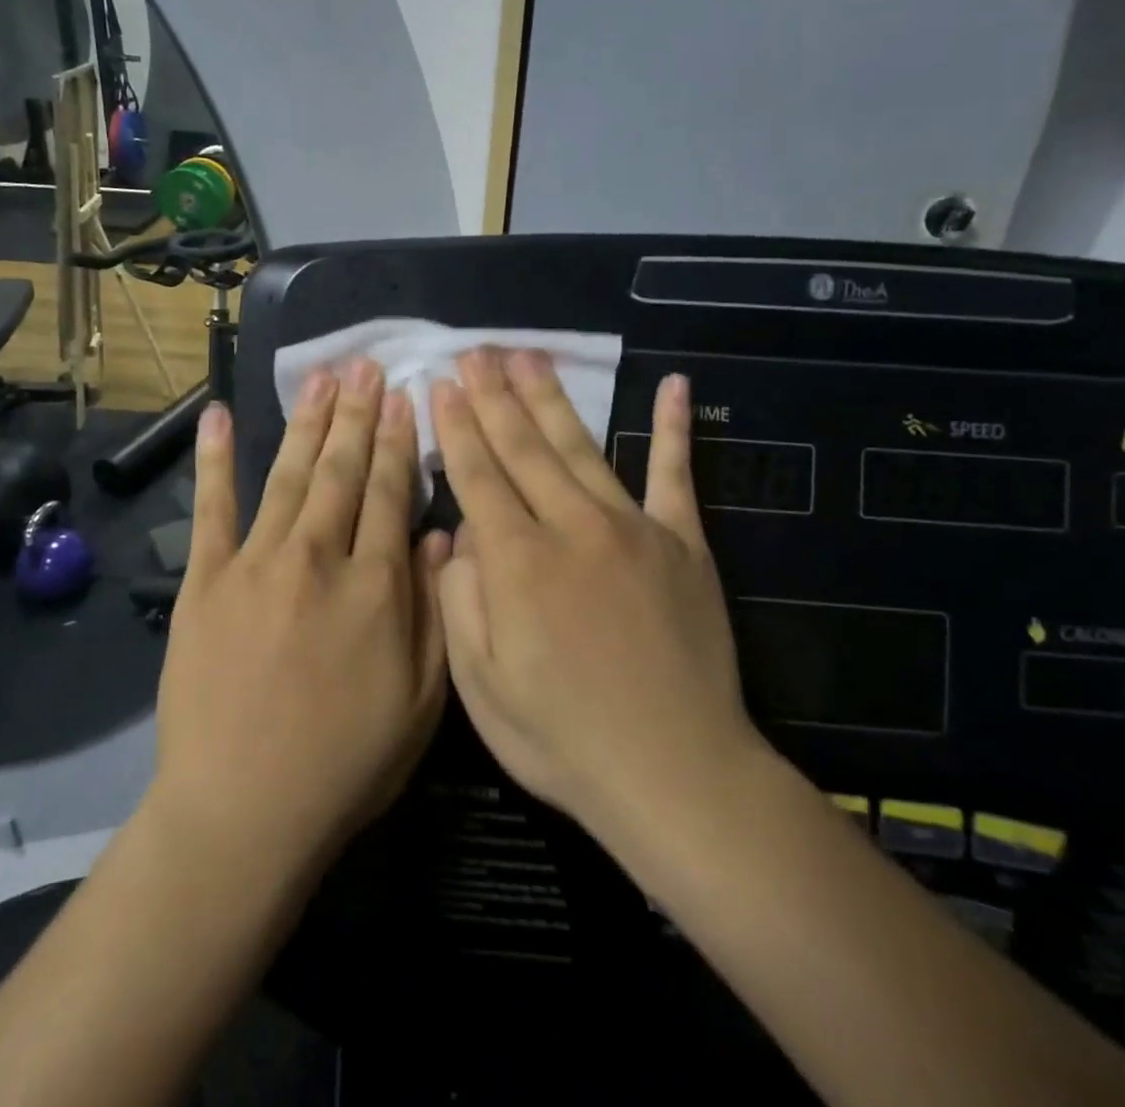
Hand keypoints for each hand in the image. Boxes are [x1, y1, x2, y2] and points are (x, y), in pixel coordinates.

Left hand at [149, 360, 447, 876]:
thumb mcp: (423, 701)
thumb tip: (438, 536)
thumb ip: (434, 611)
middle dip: (358, 415)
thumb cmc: (346, 763)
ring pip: (291, 475)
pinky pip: (211, 508)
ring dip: (309, 422)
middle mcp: (318, 558)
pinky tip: (222, 416)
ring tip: (323, 378)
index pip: (392, 494)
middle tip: (366, 368)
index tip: (405, 398)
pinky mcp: (205, 580)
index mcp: (376, 587)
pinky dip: (217, 460)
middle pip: (343, 471)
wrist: (241, 812)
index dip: (399, 442)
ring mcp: (256, 564)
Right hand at [428, 348, 768, 859]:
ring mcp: (633, 528)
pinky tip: (674, 385)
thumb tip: (457, 534)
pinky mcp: (683, 543)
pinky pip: (676, 475)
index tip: (441, 384)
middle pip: (524, 447)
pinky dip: (673, 429)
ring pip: (582, 446)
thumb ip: (461, 599)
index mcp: (517, 561)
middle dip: (494, 396)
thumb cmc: (562, 738)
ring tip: (528, 355)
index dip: (456, 427)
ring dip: (551, 398)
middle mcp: (571, 527)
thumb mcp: (480, 685)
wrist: (674, 772)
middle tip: (476, 351)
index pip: (478, 475)